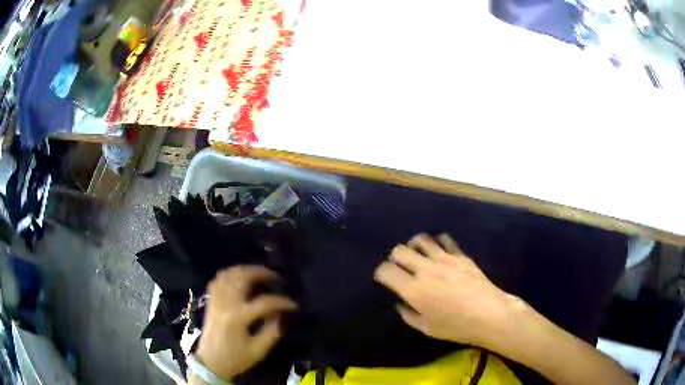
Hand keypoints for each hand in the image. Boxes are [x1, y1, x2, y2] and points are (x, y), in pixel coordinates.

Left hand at [194, 266, 296, 380]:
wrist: (210, 363)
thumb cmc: (235, 359)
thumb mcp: (259, 351)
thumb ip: (272, 332)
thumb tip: (280, 315)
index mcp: (238, 318)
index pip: (264, 302)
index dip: (281, 301)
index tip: (294, 304)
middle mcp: (226, 304)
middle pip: (242, 277)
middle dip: (261, 273)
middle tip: (275, 277)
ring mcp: (216, 300)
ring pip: (229, 274)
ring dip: (245, 270)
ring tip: (260, 275)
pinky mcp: (211, 301)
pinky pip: (218, 280)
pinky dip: (230, 274)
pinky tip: (239, 278)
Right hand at [374, 233, 519, 348]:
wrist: (489, 314)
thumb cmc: (456, 327)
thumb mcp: (427, 328)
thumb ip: (409, 315)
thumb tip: (401, 303)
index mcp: (414, 290)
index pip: (387, 271)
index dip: (381, 273)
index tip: (383, 278)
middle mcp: (426, 270)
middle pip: (400, 251)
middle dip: (394, 257)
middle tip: (399, 266)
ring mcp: (444, 259)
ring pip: (421, 240)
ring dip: (414, 245)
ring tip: (417, 254)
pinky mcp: (460, 255)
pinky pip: (444, 240)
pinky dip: (438, 243)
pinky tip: (439, 251)